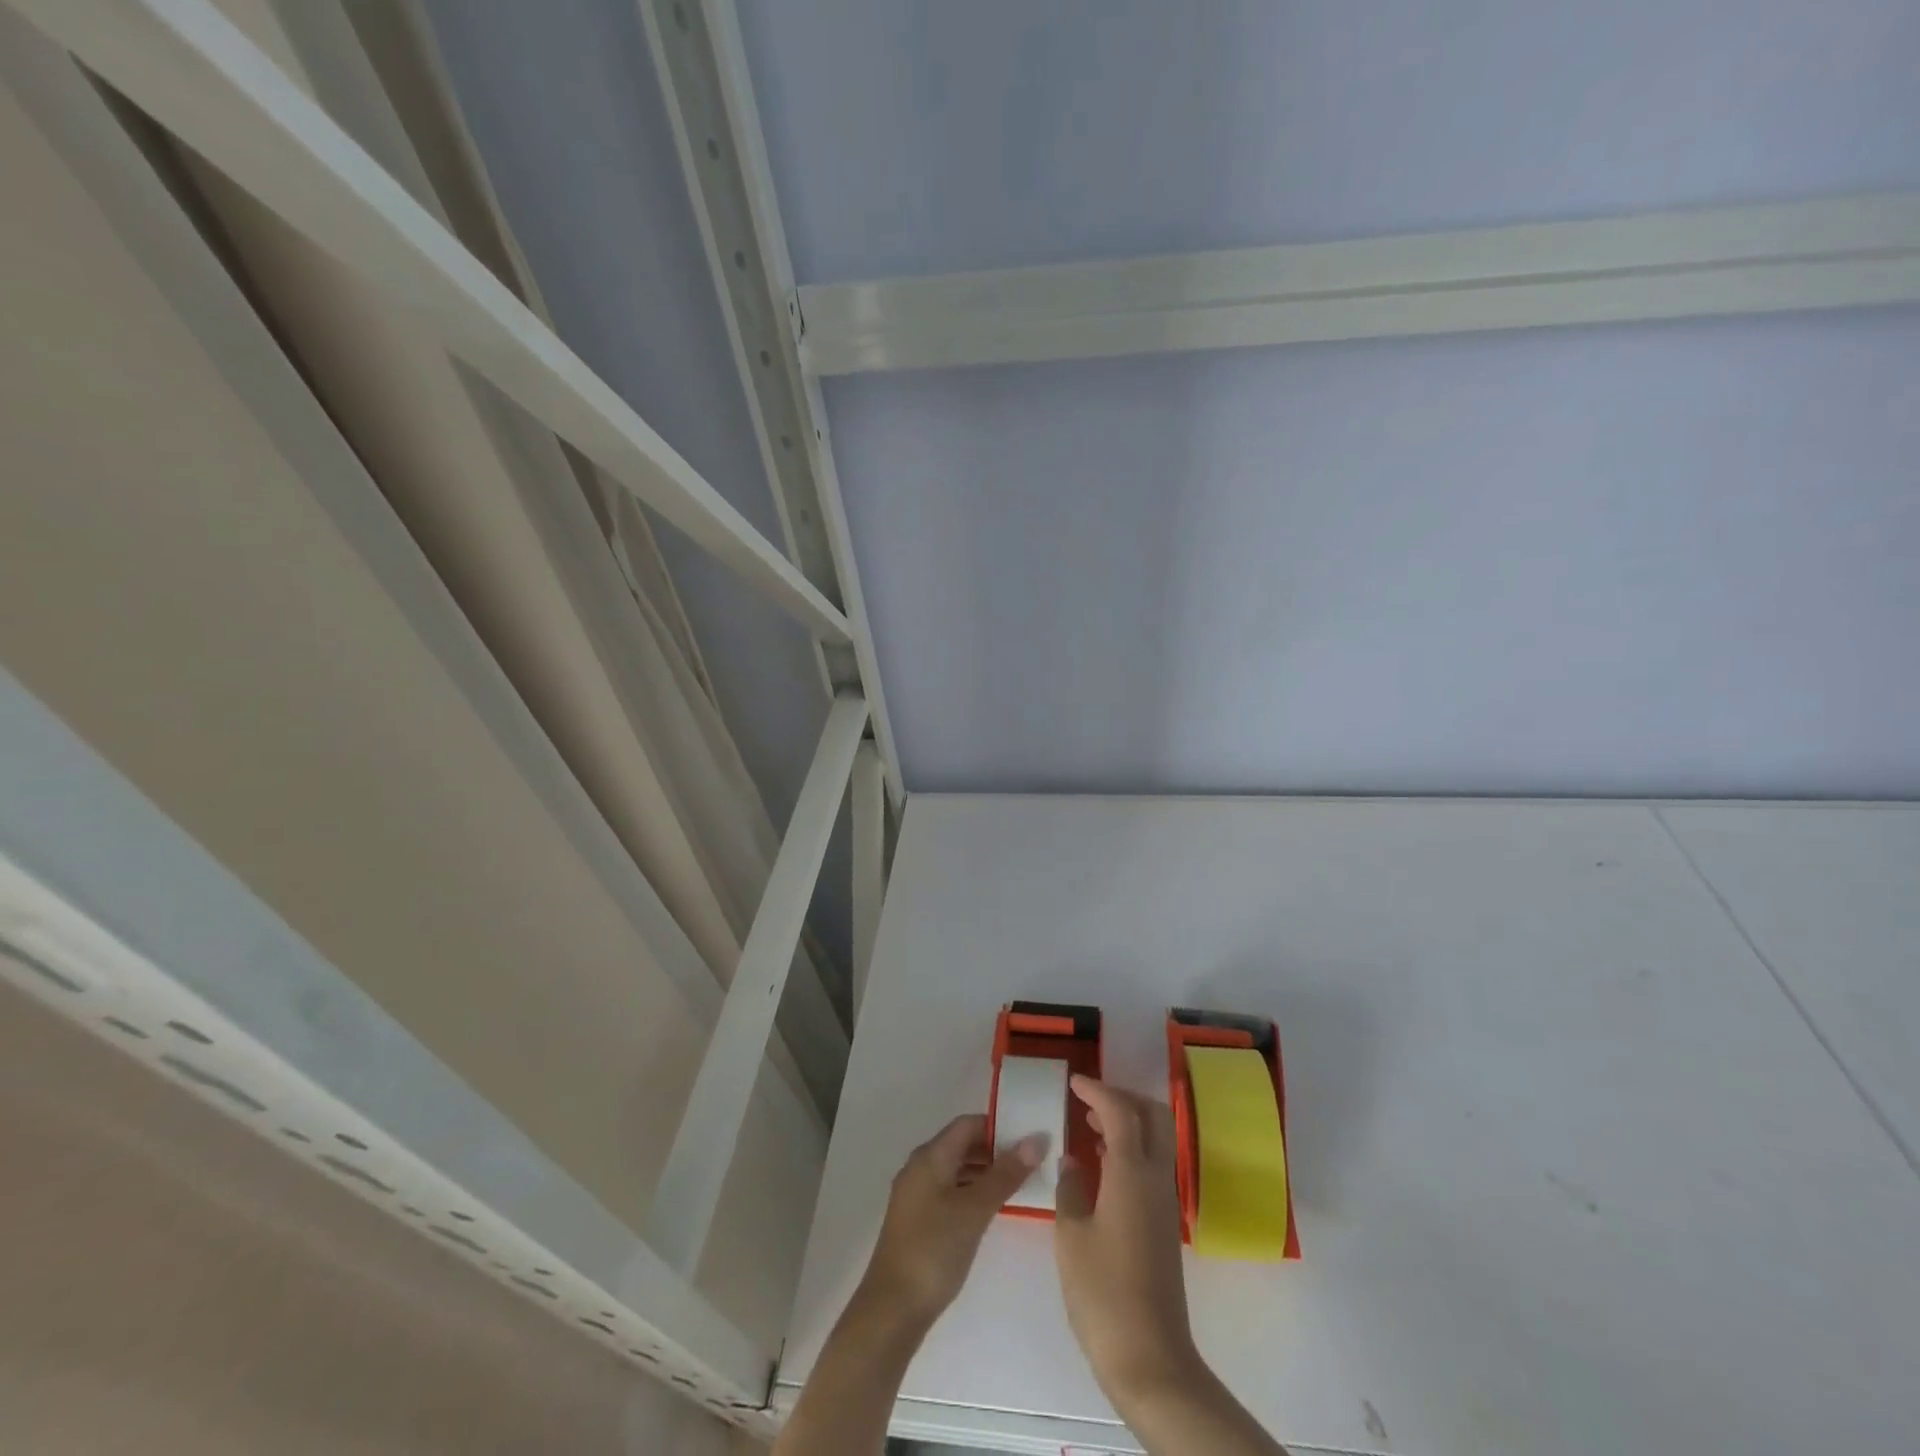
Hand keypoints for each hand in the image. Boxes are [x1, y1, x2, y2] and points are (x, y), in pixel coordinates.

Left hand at [860, 1114, 1044, 1326]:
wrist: (892, 1310)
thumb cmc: (934, 1250)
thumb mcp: (975, 1210)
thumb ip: (1006, 1174)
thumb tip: (1036, 1139)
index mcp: (930, 1156)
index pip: (968, 1124)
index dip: (998, 1126)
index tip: (1028, 1137)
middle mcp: (920, 1166)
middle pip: (962, 1144)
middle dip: (995, 1150)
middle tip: (1030, 1163)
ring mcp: (917, 1194)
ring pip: (956, 1169)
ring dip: (985, 1172)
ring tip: (1019, 1185)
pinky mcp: (918, 1219)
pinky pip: (950, 1191)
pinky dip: (972, 1192)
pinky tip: (992, 1209)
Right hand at [1055, 1076, 1199, 1397]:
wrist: (1149, 1358)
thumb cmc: (1102, 1292)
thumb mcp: (1070, 1235)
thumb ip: (1070, 1188)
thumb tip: (1072, 1162)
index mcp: (1131, 1172)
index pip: (1121, 1110)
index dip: (1097, 1090)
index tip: (1073, 1082)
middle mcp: (1155, 1178)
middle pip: (1153, 1115)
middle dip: (1123, 1098)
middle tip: (1089, 1100)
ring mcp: (1164, 1202)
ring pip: (1156, 1139)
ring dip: (1128, 1123)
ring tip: (1089, 1126)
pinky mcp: (1164, 1224)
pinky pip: (1152, 1165)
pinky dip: (1130, 1149)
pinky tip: (1102, 1166)